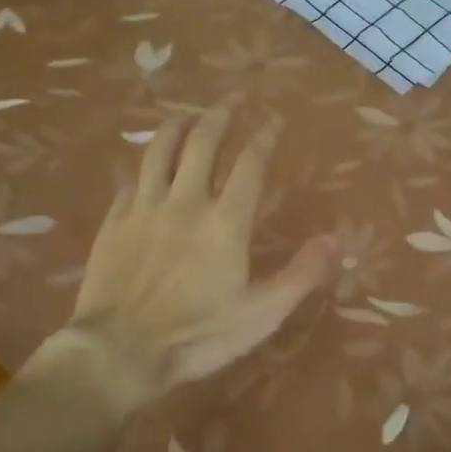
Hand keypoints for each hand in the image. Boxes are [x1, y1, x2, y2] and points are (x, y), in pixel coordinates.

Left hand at [62, 108, 336, 405]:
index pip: (250, 164)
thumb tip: (336, 240)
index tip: (274, 120)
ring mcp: (144, 209)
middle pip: (202, 143)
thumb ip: (302, 274)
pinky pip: (129, 181)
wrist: (118, 352)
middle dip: (220, 115)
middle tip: (232, 99)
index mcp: (225, 221)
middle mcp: (185, 202)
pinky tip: (146, 166)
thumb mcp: (262, 314)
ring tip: (188, 114)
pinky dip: (143, 166)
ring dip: (177, 126)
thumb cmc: (198, 335)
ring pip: (159, 151)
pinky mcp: (114, 222)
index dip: (264, 137)